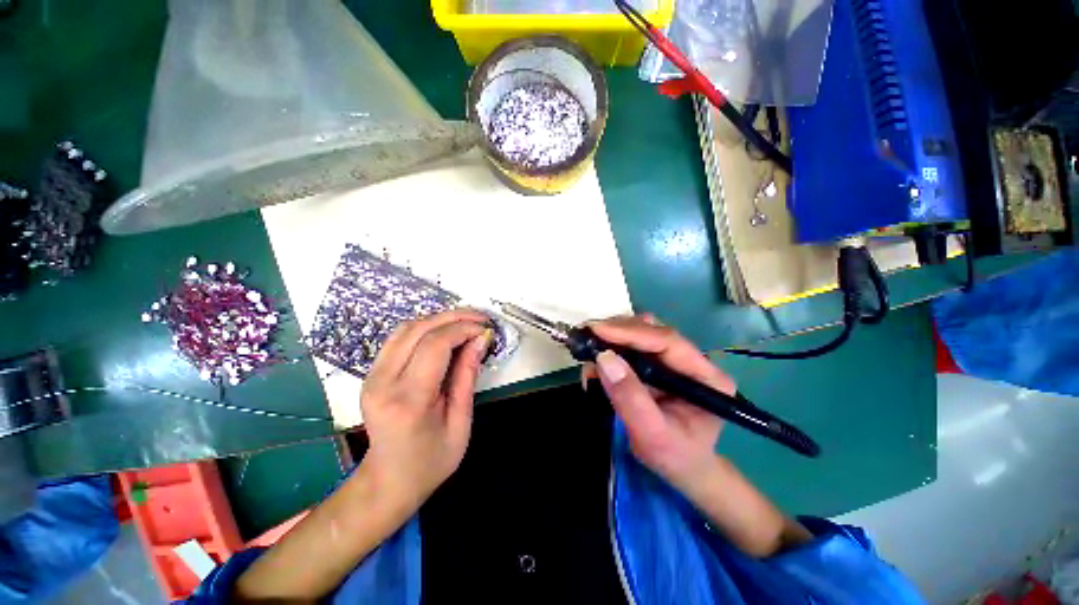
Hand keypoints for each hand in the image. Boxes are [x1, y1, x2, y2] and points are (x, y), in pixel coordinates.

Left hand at [360, 309, 492, 514]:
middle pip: (418, 329)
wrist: (388, 481)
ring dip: (439, 319)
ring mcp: (371, 376)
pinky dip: (425, 328)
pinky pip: (398, 338)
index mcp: (408, 400)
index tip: (485, 330)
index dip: (463, 329)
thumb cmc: (431, 460)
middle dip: (454, 317)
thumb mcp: (460, 422)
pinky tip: (444, 333)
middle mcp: (383, 382)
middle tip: (480, 319)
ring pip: (406, 328)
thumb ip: (467, 376)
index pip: (435, 345)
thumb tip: (480, 339)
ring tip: (465, 323)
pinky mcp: (371, 374)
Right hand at [585, 315, 734, 491]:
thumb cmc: (674, 457)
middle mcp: (692, 361)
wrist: (683, 469)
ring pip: (642, 332)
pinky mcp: (658, 363)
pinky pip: (633, 345)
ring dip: (614, 335)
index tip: (597, 330)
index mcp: (706, 377)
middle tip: (587, 334)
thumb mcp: (652, 436)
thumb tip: (604, 358)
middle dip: (618, 330)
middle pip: (653, 331)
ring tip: (589, 345)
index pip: (668, 342)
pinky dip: (612, 346)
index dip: (631, 333)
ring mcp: (674, 360)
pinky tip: (597, 360)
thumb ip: (630, 398)